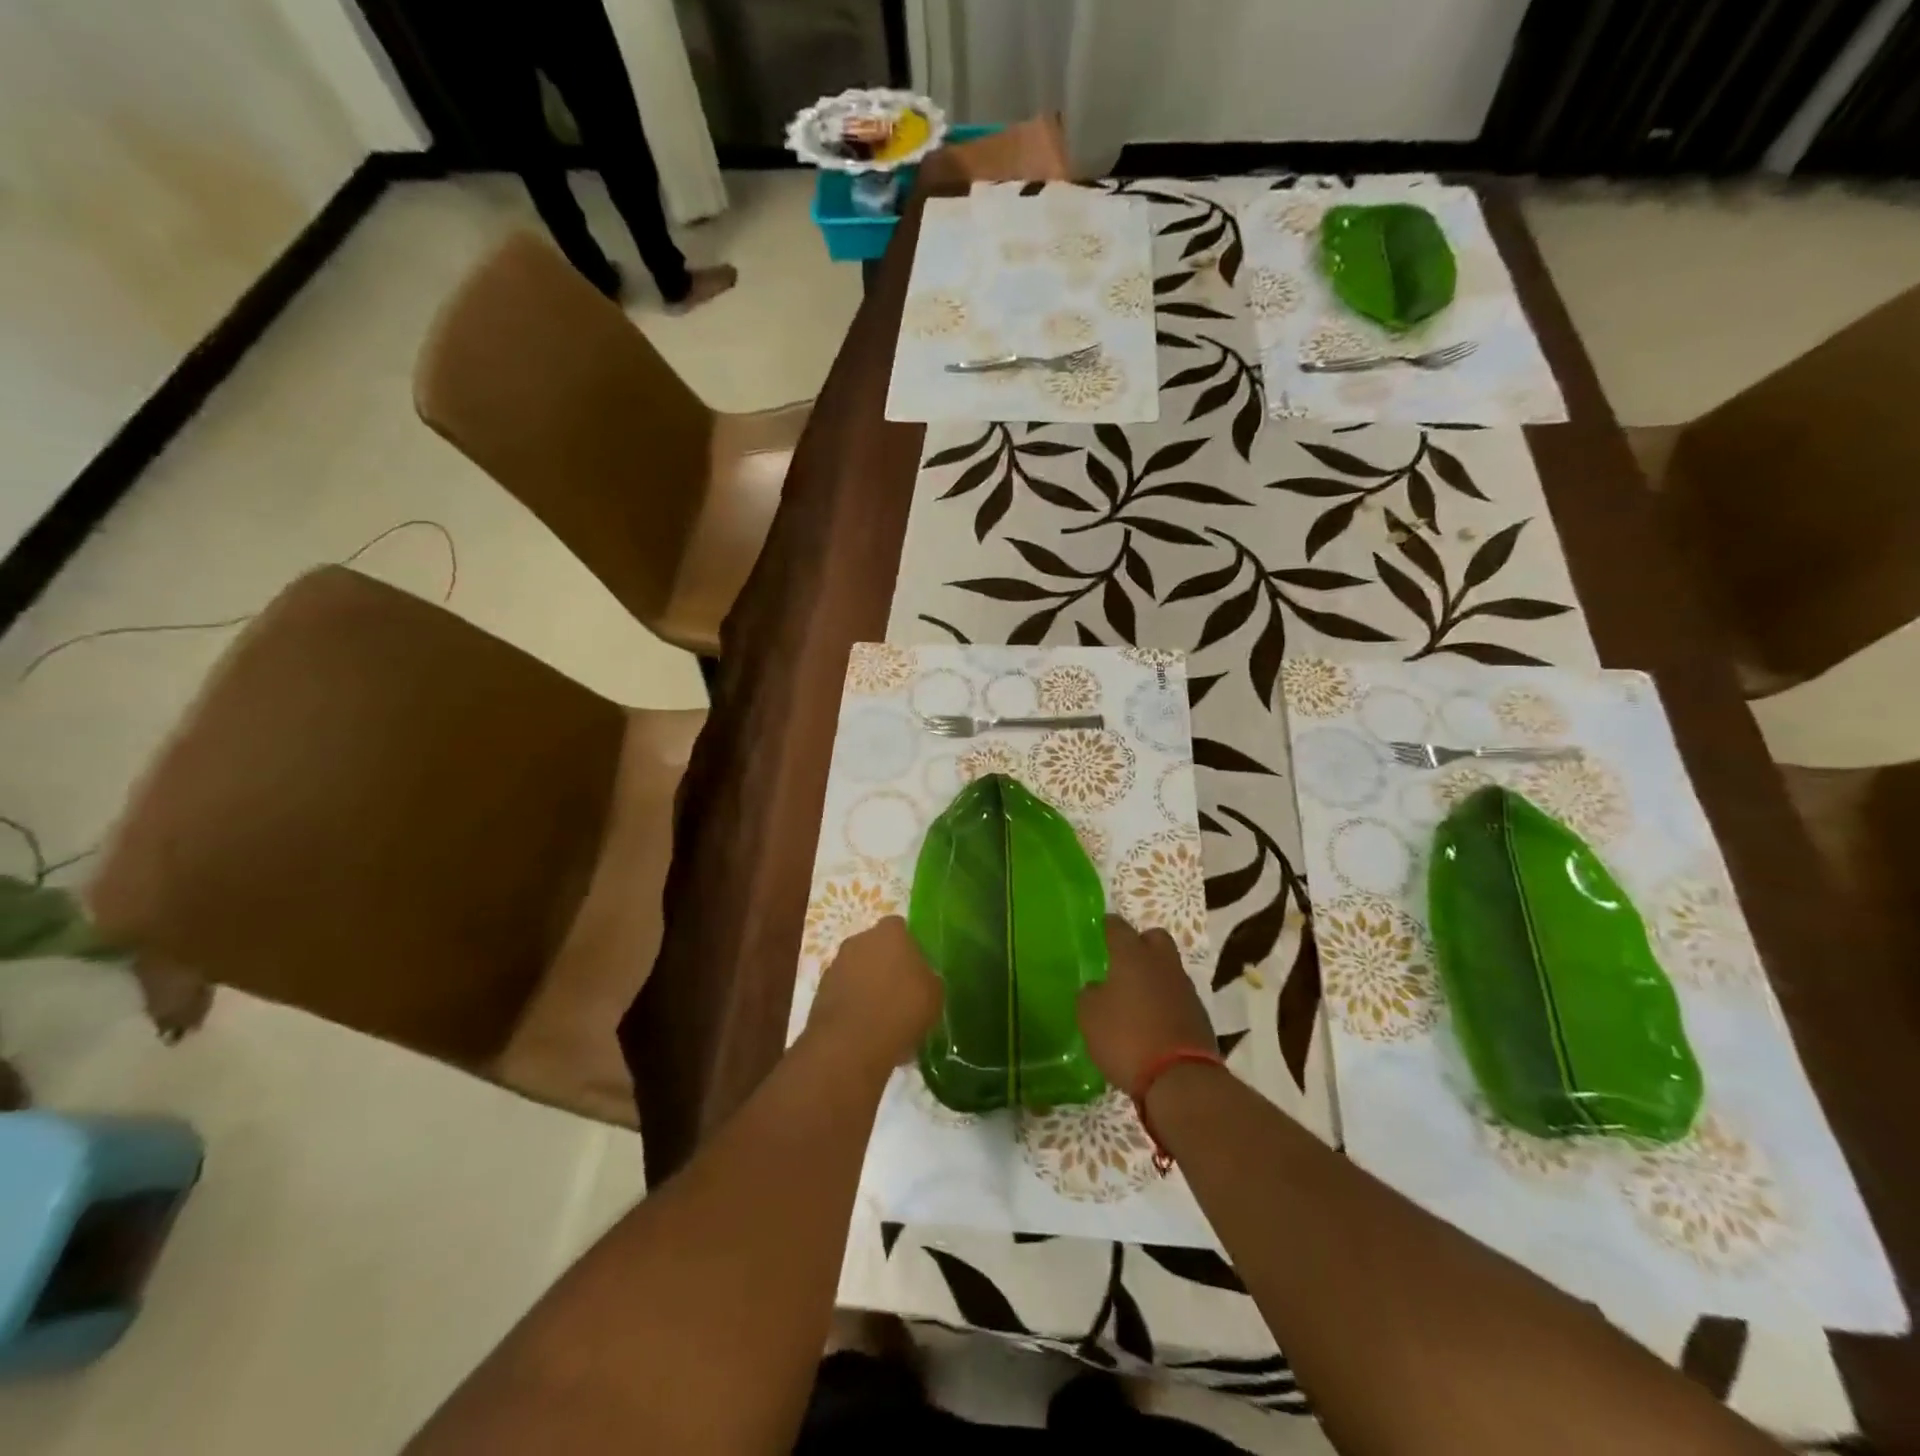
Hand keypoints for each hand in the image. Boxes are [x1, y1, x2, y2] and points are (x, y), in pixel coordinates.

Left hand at [808, 917, 942, 1074]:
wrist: (850, 1044)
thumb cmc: (901, 1010)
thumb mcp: (934, 995)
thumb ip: (928, 977)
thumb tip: (922, 978)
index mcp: (890, 933)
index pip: (900, 928)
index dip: (908, 947)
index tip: (916, 969)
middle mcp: (859, 940)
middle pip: (876, 946)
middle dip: (885, 964)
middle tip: (900, 991)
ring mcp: (836, 964)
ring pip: (857, 968)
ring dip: (867, 984)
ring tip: (882, 1014)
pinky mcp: (821, 990)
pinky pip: (844, 990)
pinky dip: (853, 1002)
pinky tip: (865, 1026)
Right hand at [1078, 916, 1215, 1092]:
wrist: (1180, 1079)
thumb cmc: (1126, 1038)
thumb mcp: (1090, 1017)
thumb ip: (1090, 995)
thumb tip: (1097, 988)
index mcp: (1132, 956)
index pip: (1118, 927)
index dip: (1108, 925)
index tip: (1101, 927)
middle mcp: (1162, 964)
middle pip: (1155, 938)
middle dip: (1140, 942)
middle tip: (1123, 959)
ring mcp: (1185, 988)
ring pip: (1169, 967)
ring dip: (1154, 975)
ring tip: (1136, 995)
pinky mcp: (1199, 1014)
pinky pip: (1178, 995)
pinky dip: (1166, 1001)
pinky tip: (1152, 1020)